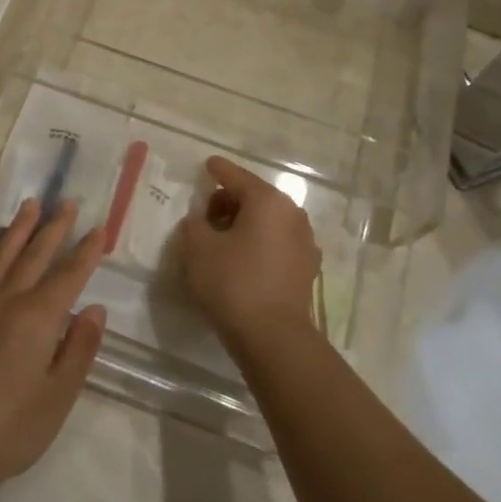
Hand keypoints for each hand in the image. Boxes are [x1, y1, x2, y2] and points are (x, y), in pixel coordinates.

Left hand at [0, 199, 106, 501]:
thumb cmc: (10, 428)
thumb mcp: (58, 396)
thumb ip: (79, 349)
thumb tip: (94, 309)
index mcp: (37, 317)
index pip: (68, 274)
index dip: (86, 251)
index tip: (99, 228)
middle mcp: (5, 302)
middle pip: (34, 255)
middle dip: (53, 228)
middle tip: (66, 202)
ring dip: (16, 232)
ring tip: (28, 208)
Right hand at [177, 157, 321, 349]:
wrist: (272, 336)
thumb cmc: (232, 282)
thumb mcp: (197, 247)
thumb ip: (194, 224)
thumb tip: (201, 222)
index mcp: (268, 201)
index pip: (236, 177)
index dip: (218, 170)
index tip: (207, 165)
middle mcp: (292, 214)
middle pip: (255, 197)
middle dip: (228, 202)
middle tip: (204, 216)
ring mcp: (304, 242)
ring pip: (268, 221)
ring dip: (244, 225)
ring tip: (221, 242)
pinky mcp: (306, 269)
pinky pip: (276, 243)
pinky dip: (258, 244)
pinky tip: (242, 261)